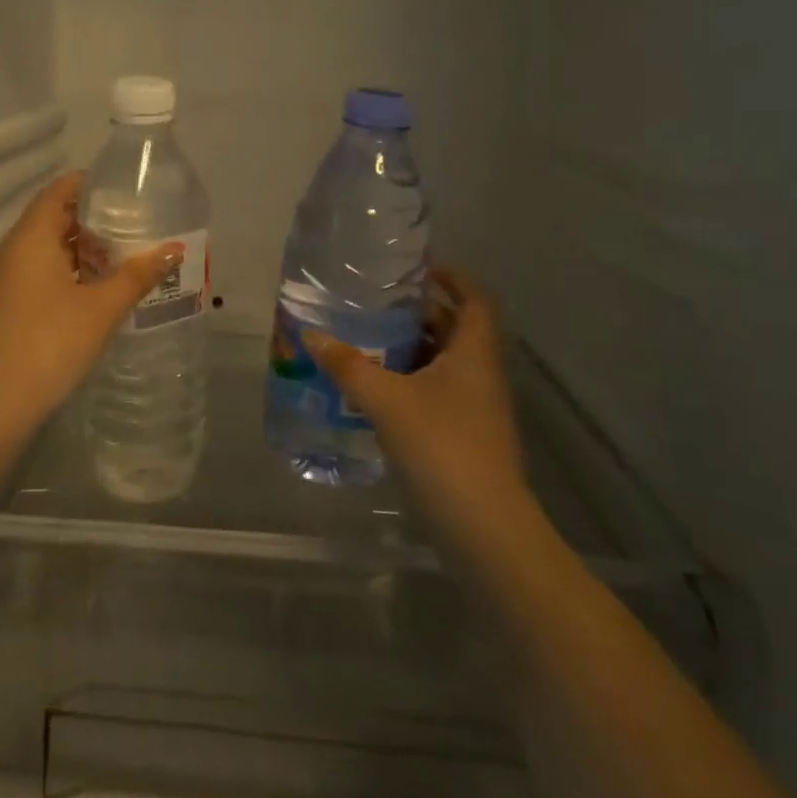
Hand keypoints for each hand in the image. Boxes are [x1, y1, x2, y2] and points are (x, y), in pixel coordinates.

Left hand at [0, 171, 182, 432]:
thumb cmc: (50, 342)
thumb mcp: (102, 308)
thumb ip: (137, 275)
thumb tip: (174, 249)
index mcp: (31, 237)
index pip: (58, 191)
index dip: (89, 184)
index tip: (123, 188)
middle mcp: (13, 250)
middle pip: (52, 218)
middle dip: (91, 219)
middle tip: (133, 224)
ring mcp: (5, 279)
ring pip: (46, 249)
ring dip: (80, 249)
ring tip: (122, 256)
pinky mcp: (6, 305)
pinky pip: (39, 272)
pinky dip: (67, 271)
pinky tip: (95, 290)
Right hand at [306, 267, 531, 529]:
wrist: (484, 528)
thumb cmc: (441, 446)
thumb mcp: (386, 400)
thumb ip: (348, 366)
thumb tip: (312, 335)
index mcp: (473, 354)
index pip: (475, 300)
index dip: (454, 278)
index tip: (419, 269)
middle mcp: (481, 375)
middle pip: (455, 330)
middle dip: (419, 314)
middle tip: (376, 306)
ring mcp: (477, 408)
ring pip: (445, 364)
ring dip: (412, 351)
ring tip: (368, 343)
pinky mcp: (467, 437)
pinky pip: (439, 393)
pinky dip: (412, 383)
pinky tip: (378, 391)